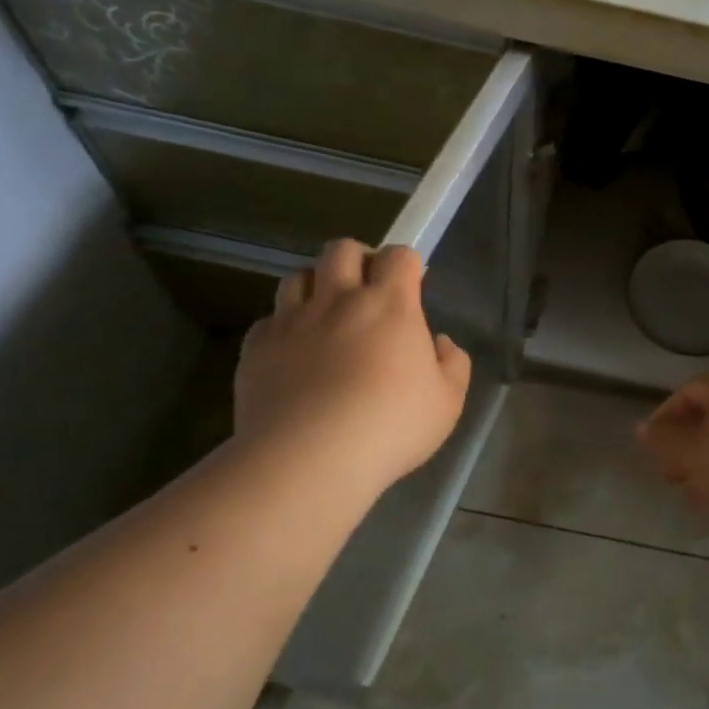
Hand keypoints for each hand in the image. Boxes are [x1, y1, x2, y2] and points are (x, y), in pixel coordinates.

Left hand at [235, 240, 471, 493]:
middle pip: (342, 249)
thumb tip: (440, 344)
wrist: (308, 460)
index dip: (405, 264)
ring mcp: (293, 321)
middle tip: (365, 290)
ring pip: (297, 276)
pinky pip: (268, 321)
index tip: (410, 287)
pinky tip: (292, 355)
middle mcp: (339, 299)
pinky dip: (282, 329)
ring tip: (324, 316)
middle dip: (356, 260)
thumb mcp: (447, 402)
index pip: (398, 255)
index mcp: (390, 304)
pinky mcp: (257, 348)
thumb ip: (452, 364)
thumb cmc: (390, 427)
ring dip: (314, 287)